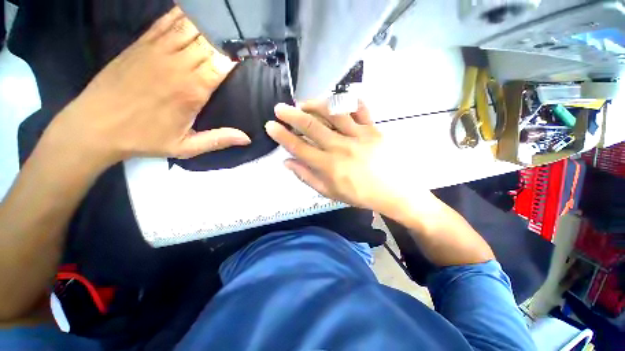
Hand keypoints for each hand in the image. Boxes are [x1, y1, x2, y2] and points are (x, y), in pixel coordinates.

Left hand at [43, 7, 249, 169]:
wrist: (95, 126)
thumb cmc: (144, 138)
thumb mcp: (186, 147)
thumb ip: (219, 140)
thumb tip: (247, 139)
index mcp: (192, 90)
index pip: (222, 62)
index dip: (237, 54)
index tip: (249, 52)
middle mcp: (177, 65)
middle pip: (209, 41)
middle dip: (227, 37)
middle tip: (241, 35)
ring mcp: (157, 50)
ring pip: (190, 26)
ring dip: (209, 22)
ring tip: (224, 21)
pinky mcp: (141, 43)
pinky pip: (166, 21)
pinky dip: (182, 14)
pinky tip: (194, 10)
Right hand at [265, 100, 426, 214]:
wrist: (394, 192)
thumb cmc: (360, 195)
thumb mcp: (330, 193)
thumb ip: (307, 177)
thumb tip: (288, 162)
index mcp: (329, 166)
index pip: (299, 147)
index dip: (282, 136)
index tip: (270, 126)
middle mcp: (341, 147)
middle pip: (312, 126)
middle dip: (292, 115)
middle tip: (279, 108)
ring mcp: (359, 136)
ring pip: (333, 113)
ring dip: (315, 105)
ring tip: (304, 103)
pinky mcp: (374, 129)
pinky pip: (360, 110)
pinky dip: (349, 102)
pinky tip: (338, 101)